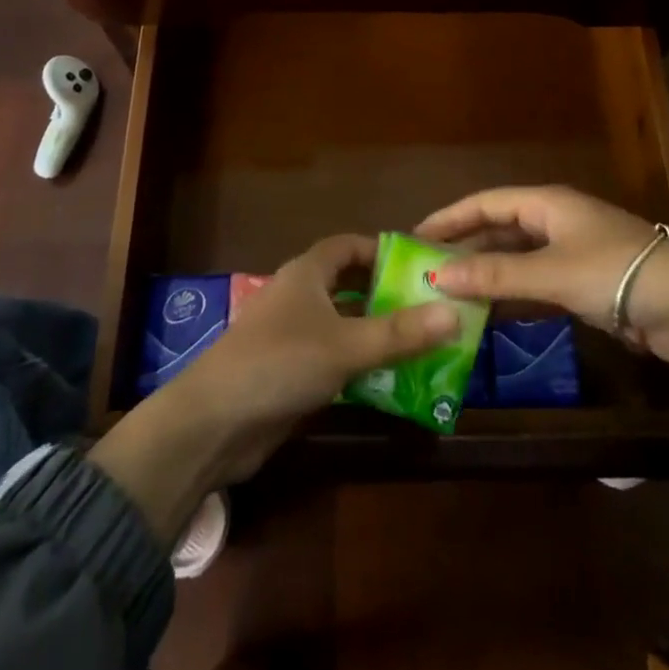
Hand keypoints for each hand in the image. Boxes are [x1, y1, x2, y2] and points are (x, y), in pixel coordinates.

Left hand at [187, 232, 461, 480]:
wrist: (213, 423)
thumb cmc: (280, 363)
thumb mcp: (346, 345)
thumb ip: (400, 333)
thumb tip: (455, 313)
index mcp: (307, 274)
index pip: (348, 246)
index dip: (381, 250)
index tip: (420, 265)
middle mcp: (299, 298)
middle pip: (350, 286)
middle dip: (387, 295)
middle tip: (432, 308)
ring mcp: (292, 337)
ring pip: (344, 325)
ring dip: (377, 334)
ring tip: (424, 344)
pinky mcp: (289, 373)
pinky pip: (334, 359)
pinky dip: (360, 365)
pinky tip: (392, 382)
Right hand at [415, 185, 668, 365]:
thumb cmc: (616, 272)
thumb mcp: (552, 272)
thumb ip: (496, 274)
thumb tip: (439, 276)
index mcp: (547, 204)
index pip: (486, 203)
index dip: (450, 217)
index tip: (415, 237)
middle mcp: (557, 221)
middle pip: (500, 229)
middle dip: (466, 247)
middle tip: (428, 271)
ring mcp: (574, 252)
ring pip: (519, 258)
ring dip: (488, 274)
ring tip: (451, 294)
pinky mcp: (588, 283)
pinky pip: (538, 283)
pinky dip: (514, 294)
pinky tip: (494, 313)